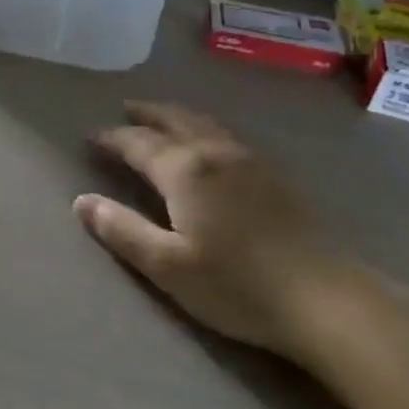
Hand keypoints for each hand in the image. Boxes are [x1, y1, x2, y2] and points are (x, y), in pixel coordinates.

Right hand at [75, 102, 365, 361]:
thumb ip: (121, 230)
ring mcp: (251, 162)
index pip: (138, 143)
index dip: (112, 138)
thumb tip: (81, 201)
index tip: (91, 137)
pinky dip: (204, 127)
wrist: (326, 300)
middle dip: (147, 113)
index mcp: (185, 170)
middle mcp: (216, 154)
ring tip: (161, 116)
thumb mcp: (166, 265)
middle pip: (175, 120)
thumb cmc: (237, 285)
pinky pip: (227, 135)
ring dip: (177, 115)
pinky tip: (209, 143)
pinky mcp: (276, 177)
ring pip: (206, 124)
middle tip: (126, 109)